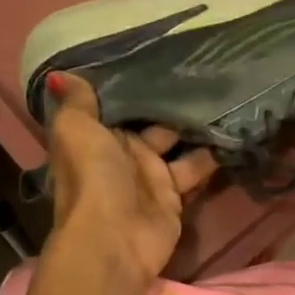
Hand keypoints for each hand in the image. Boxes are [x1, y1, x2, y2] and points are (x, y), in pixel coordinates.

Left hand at [44, 72, 217, 282]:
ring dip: (197, 125)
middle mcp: (123, 153)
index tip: (162, 55)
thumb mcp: (75, 130)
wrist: (113, 239)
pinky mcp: (175, 195)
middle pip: (152, 121)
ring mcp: (150, 175)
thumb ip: (76, 102)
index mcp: (96, 136)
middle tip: (206, 69)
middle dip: (173, 101)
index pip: (118, 104)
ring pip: (178, 143)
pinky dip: (213, 154)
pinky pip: (196, 168)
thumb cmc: (92, 178)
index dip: (135, 83)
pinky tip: (233, 128)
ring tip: (226, 93)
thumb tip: (60, 75)